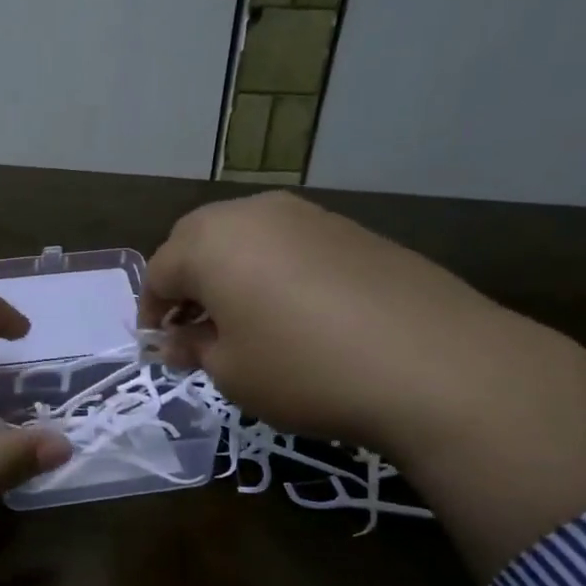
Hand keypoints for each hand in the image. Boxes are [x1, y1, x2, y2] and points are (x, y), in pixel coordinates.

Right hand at [140, 191, 514, 446]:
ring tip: (241, 320)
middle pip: (198, 240)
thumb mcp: (231, 371)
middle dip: (186, 282)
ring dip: (229, 273)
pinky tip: (292, 312)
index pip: (159, 271)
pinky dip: (272, 271)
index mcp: (211, 242)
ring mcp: (308, 215)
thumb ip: (194, 347)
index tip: (158, 345)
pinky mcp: (351, 229)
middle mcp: (254, 213)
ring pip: (246, 237)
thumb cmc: (304, 369)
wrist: (433, 363)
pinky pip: (289, 244)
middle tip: (193, 327)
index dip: (152, 310)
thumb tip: (178, 338)